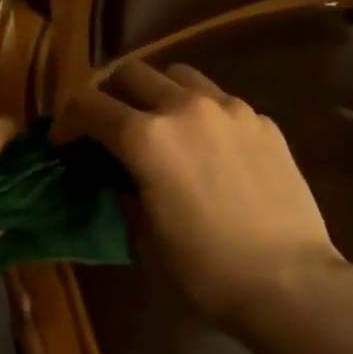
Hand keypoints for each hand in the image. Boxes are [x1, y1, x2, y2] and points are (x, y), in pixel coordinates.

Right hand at [58, 62, 349, 327]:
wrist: (289, 281)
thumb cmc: (205, 269)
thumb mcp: (144, 235)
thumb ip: (122, 191)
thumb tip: (115, 173)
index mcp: (146, 137)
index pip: (88, 105)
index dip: (66, 121)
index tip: (63, 142)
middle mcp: (185, 107)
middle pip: (131, 72)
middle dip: (108, 94)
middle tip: (106, 125)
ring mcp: (229, 108)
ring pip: (178, 75)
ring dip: (156, 92)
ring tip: (159, 124)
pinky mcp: (262, 120)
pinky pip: (219, 99)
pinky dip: (199, 112)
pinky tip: (207, 147)